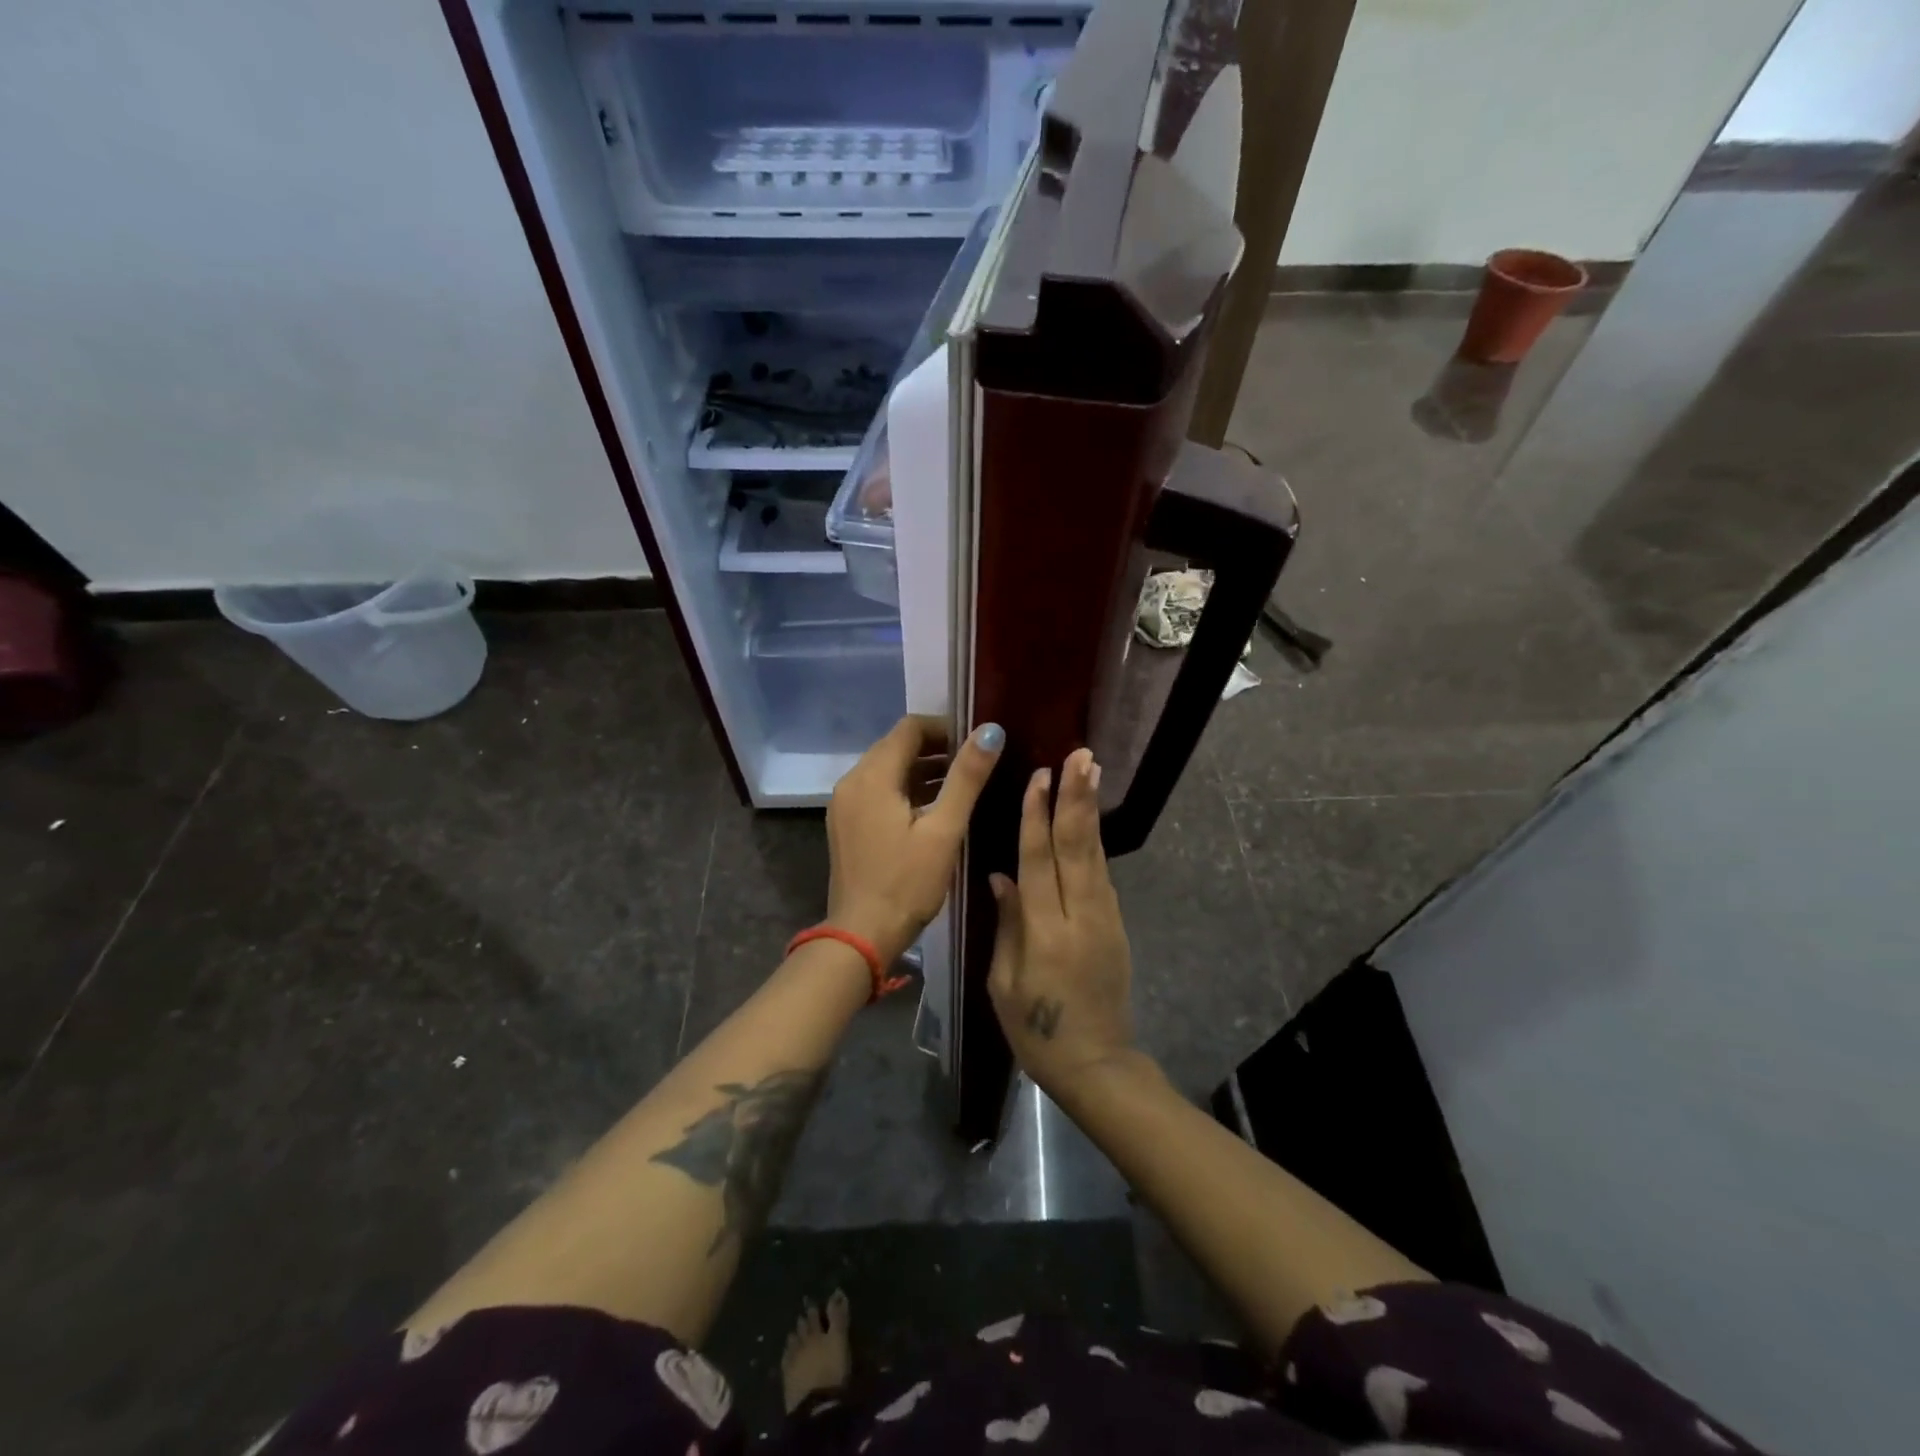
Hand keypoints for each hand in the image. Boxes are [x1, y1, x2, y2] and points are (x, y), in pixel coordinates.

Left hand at [825, 716, 1004, 965]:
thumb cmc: (907, 884)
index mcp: (872, 776)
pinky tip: (934, 808)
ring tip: (962, 784)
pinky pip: (878, 792)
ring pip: (887, 770)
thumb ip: (967, 777)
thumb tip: (991, 731)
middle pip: (896, 746)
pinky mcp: (846, 825)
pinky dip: (906, 790)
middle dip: (936, 748)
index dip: (945, 727)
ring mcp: (845, 805)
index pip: (910, 728)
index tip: (977, 742)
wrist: (861, 937)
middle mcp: (852, 782)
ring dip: (922, 770)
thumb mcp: (944, 830)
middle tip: (975, 762)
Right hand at [987, 748, 1137, 1096]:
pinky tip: (1089, 819)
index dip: (1036, 817)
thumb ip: (1007, 924)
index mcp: (1044, 932)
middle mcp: (1079, 916)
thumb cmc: (1036, 1030)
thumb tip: (1001, 875)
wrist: (1096, 1063)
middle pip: (1076, 847)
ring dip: (1090, 810)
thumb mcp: (1004, 983)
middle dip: (1076, 798)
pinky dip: (1094, 842)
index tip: (1040, 777)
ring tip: (1091, 770)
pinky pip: (1101, 875)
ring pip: (1094, 854)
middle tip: (1080, 755)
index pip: (1038, 862)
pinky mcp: (1116, 925)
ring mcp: (1104, 919)